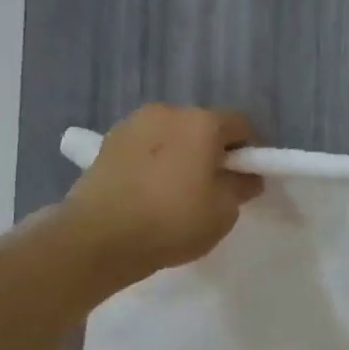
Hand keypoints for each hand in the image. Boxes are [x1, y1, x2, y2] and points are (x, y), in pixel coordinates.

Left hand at [62, 104, 262, 287]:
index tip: (245, 179)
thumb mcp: (223, 213)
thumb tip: (246, 176)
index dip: (249, 151)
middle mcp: (167, 111)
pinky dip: (153, 160)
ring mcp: (133, 123)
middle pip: (203, 126)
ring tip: (175, 190)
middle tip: (211, 186)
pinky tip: (148, 190)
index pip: (241, 124)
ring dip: (180, 153)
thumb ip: (241, 187)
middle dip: (212, 150)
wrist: (98, 237)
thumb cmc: (172, 222)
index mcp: (202, 123)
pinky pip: (144, 146)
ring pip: (171, 134)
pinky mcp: (107, 141)